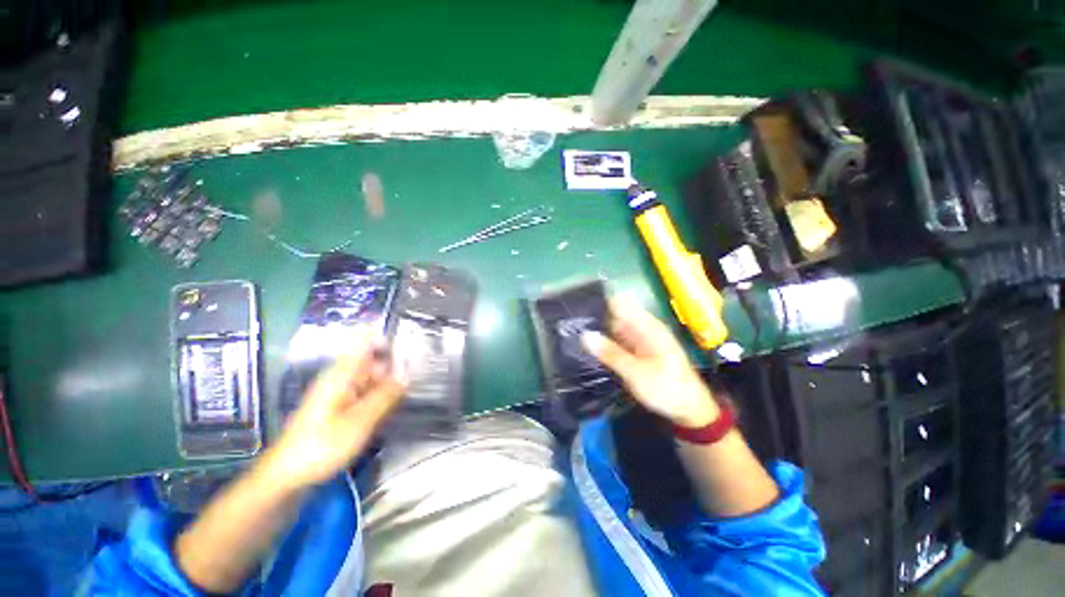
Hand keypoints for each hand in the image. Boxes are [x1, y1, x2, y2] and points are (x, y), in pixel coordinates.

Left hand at [260, 328, 405, 490]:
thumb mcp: (359, 422)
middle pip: (373, 358)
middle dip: (396, 362)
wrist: (287, 477)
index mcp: (342, 373)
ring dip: (391, 380)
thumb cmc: (320, 446)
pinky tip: (395, 404)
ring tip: (413, 387)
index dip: (387, 335)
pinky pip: (367, 392)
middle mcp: (341, 377)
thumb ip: (385, 395)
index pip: (365, 340)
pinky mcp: (341, 407)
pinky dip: (382, 394)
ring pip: (372, 376)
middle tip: (420, 371)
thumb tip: (408, 374)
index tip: (411, 341)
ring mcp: (341, 392)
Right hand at [581, 298, 718, 427]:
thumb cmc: (667, 388)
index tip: (576, 307)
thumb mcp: (636, 372)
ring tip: (573, 331)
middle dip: (595, 316)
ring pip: (615, 327)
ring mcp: (641, 339)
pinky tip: (589, 345)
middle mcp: (643, 328)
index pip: (620, 303)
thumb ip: (610, 353)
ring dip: (598, 329)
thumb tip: (585, 335)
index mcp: (647, 326)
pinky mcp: (638, 350)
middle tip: (569, 324)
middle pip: (615, 314)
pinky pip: (618, 339)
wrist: (690, 409)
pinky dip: (605, 341)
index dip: (599, 301)